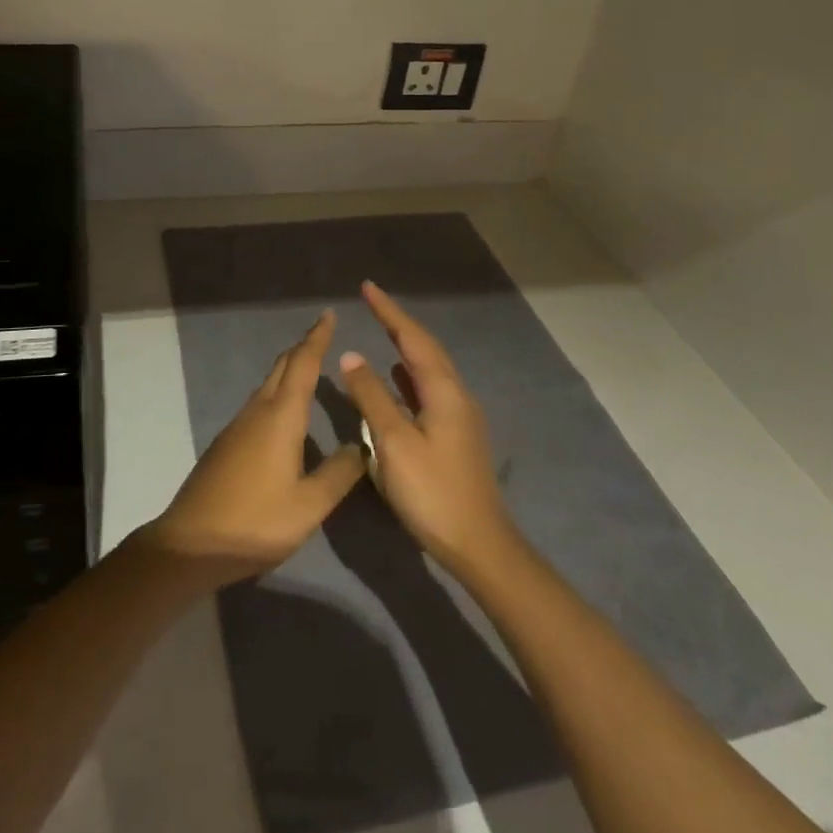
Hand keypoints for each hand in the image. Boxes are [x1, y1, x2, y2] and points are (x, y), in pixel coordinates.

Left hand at [144, 310, 365, 584]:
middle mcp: (258, 411)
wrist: (192, 543)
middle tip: (325, 334)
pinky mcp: (228, 443)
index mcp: (281, 417)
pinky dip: (278, 392)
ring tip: (311, 367)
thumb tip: (362, 444)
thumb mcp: (309, 505)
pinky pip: (259, 403)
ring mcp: (238, 426)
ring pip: (268, 384)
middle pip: (282, 367)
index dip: (317, 338)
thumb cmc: (256, 522)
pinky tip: (286, 412)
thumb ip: (338, 473)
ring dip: (289, 369)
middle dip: (303, 347)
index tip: (329, 315)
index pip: (303, 365)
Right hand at [337, 280, 519, 577]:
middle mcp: (457, 395)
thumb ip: (372, 396)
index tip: (367, 287)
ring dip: (405, 346)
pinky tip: (397, 379)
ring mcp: (460, 416)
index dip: (389, 311)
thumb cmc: (433, 492)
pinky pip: (429, 389)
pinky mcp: (456, 435)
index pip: (412, 338)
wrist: (479, 545)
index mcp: (444, 391)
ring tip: (383, 330)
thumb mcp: (394, 443)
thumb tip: (353, 356)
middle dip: (398, 322)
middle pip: (425, 348)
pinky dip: (410, 374)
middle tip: (372, 301)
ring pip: (429, 368)